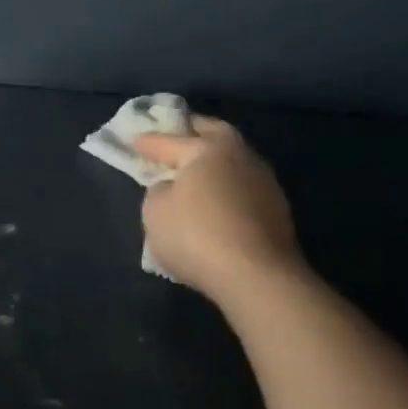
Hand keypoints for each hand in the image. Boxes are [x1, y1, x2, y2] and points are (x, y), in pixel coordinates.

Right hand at [133, 117, 302, 301]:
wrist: (256, 277)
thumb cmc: (195, 235)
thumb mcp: (155, 211)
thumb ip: (158, 190)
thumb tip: (171, 187)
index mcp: (206, 149)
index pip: (169, 140)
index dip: (147, 142)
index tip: (131, 140)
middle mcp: (239, 156)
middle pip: (213, 133)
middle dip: (192, 131)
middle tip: (173, 136)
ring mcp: (263, 182)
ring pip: (232, 159)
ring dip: (212, 162)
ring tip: (193, 172)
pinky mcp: (276, 209)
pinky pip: (241, 186)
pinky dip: (225, 186)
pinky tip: (213, 200)